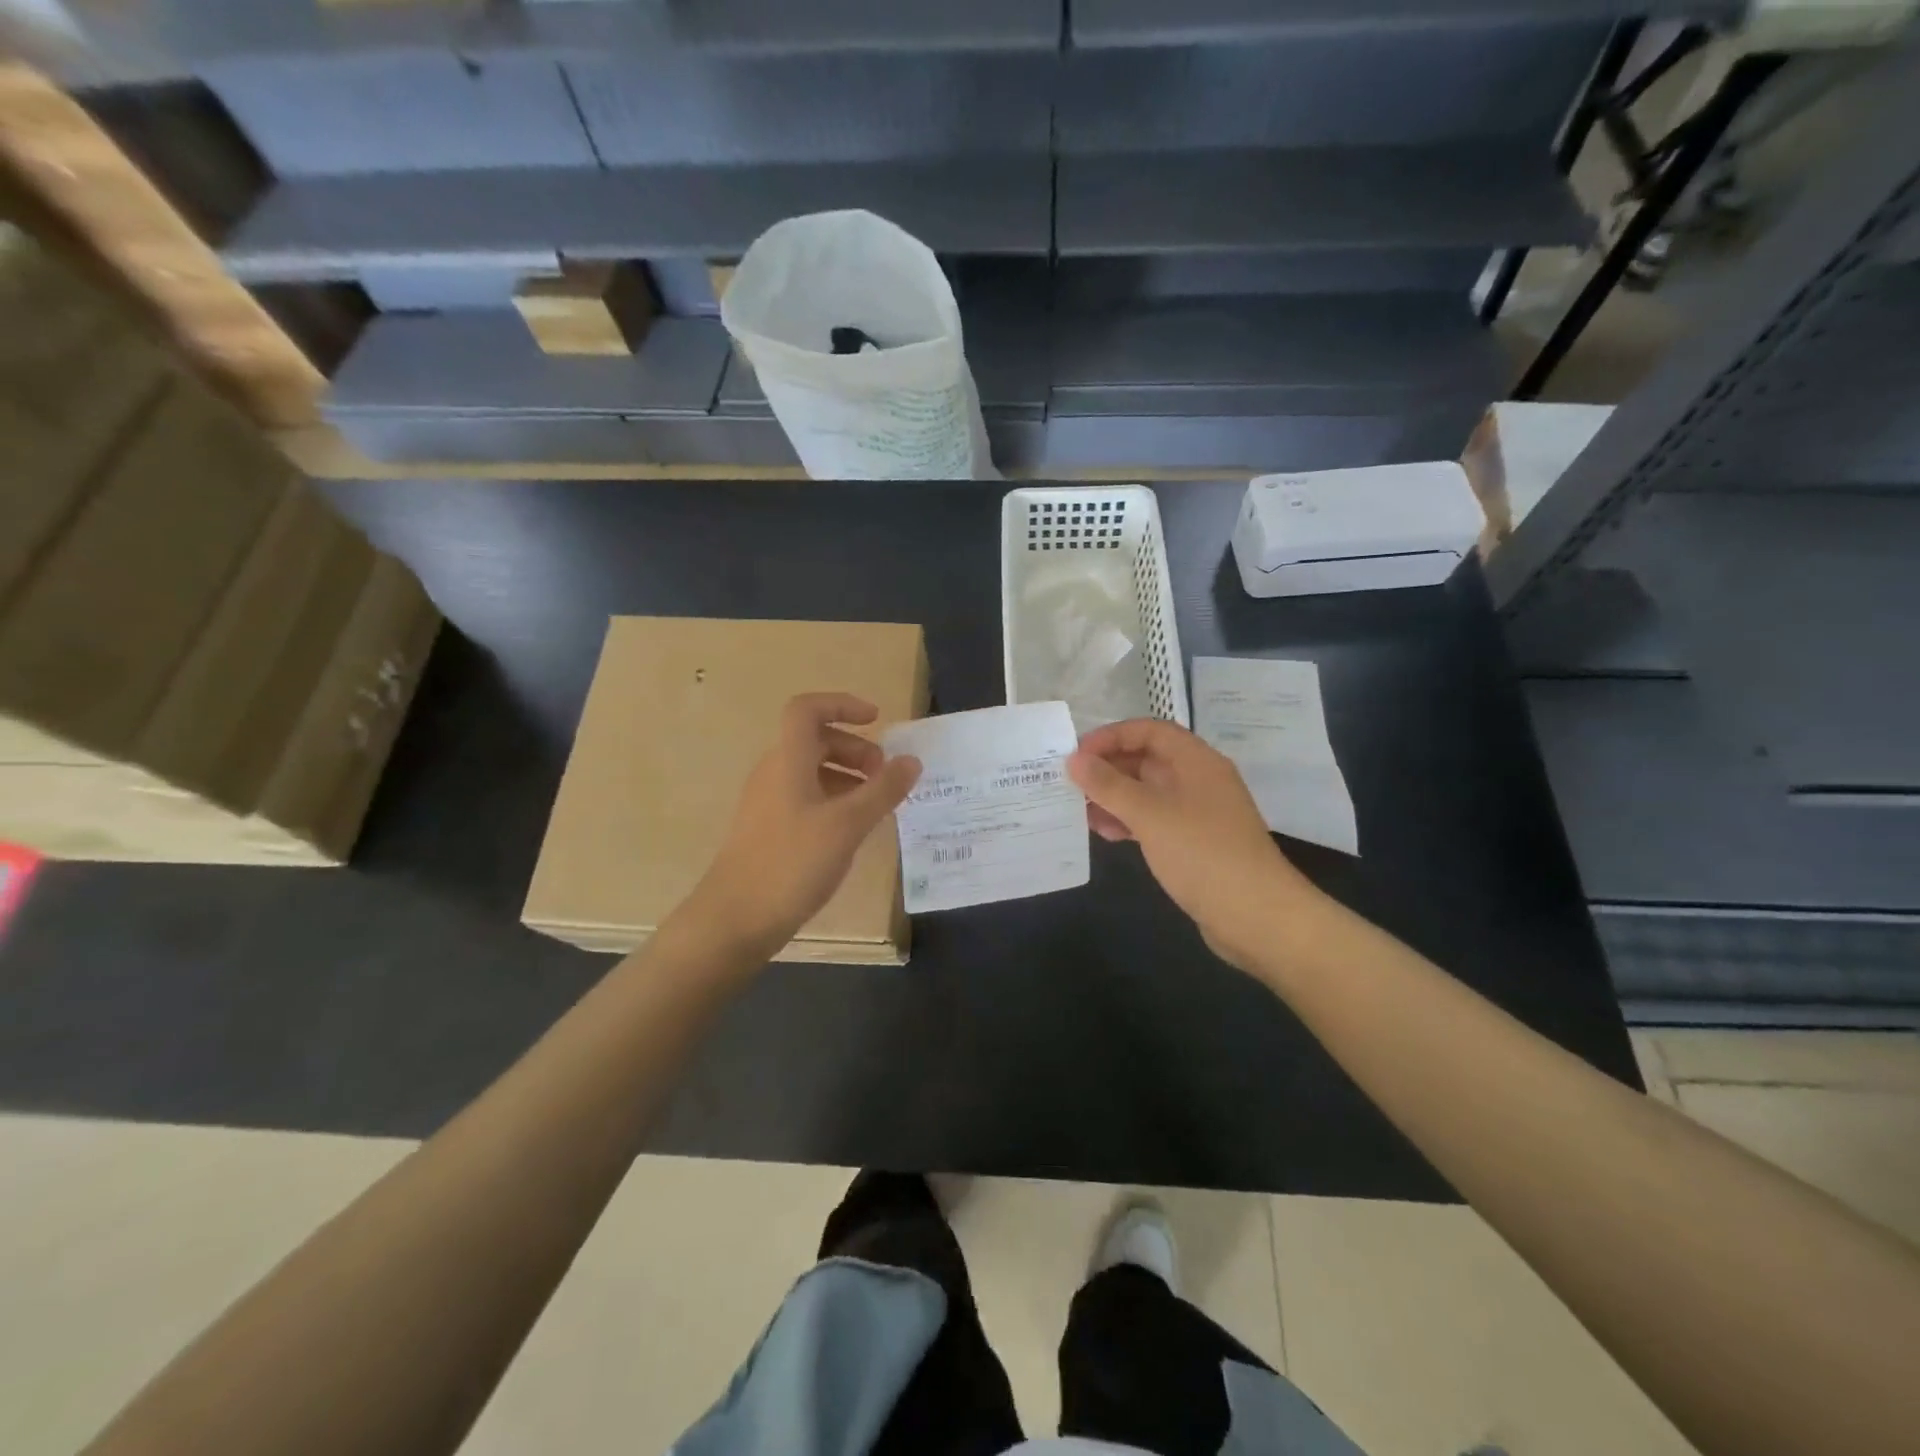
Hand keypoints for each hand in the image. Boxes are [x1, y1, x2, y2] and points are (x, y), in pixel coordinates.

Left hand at [687, 693, 921, 958]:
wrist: (735, 919)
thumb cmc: (792, 863)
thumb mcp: (847, 825)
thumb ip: (883, 790)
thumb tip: (911, 760)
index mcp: (788, 760)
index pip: (807, 709)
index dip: (842, 704)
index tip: (877, 721)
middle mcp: (774, 773)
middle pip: (815, 740)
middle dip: (855, 748)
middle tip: (885, 776)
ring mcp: (768, 802)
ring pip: (811, 771)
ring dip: (847, 777)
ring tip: (877, 805)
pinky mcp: (768, 830)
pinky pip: (806, 798)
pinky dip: (834, 801)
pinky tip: (853, 831)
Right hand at [1068, 718, 1319, 972]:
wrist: (1257, 917)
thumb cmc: (1203, 854)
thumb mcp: (1150, 815)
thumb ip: (1109, 785)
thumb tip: (1075, 759)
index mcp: (1196, 761)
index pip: (1149, 731)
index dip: (1111, 736)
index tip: (1077, 754)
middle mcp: (1198, 780)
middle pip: (1147, 760)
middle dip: (1108, 768)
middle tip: (1070, 783)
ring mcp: (1198, 813)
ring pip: (1148, 792)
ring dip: (1114, 797)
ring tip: (1080, 811)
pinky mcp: (1194, 843)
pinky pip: (1154, 820)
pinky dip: (1129, 822)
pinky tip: (1105, 834)